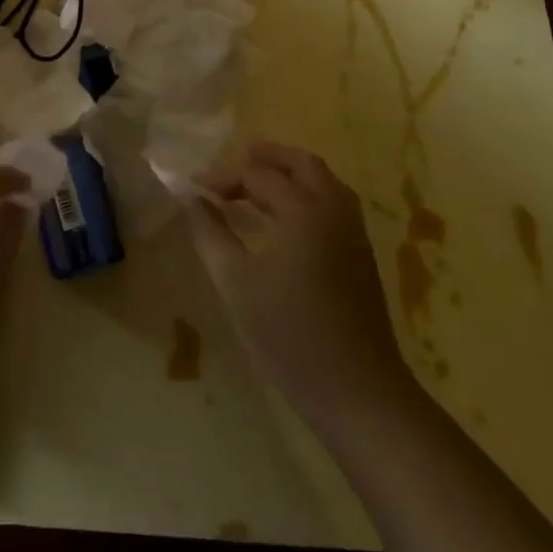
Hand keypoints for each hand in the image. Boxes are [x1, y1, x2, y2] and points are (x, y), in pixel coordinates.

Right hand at [183, 139, 412, 419]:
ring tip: (258, 183)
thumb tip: (191, 198)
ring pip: (324, 182)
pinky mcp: (361, 256)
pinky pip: (334, 204)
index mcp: (304, 211)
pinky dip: (308, 194)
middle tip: (235, 161)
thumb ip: (210, 234)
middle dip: (268, 157)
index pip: (256, 176)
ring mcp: (354, 234)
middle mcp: (334, 211)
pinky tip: (285, 218)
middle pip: (303, 164)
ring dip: (291, 173)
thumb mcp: (236, 284)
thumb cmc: (290, 336)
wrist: (359, 394)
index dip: (222, 179)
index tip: (194, 191)